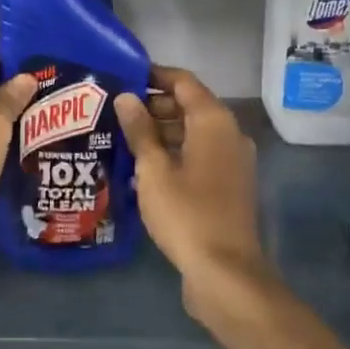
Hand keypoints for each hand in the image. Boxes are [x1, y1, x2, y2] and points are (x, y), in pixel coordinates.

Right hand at [114, 68, 267, 313]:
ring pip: (194, 133)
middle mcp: (230, 134)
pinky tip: (145, 167)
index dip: (154, 75)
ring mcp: (233, 161)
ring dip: (162, 132)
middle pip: (190, 106)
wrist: (225, 272)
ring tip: (123, 138)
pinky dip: (175, 153)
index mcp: (214, 121)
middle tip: (116, 111)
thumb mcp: (153, 169)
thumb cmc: (186, 213)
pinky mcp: (230, 185)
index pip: (183, 81)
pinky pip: (200, 155)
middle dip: (154, 105)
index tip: (124, 77)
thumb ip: (140, 130)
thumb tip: (127, 97)